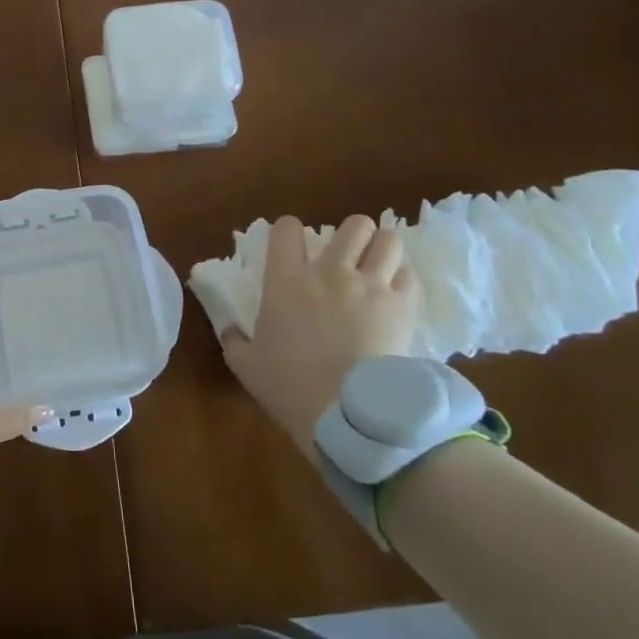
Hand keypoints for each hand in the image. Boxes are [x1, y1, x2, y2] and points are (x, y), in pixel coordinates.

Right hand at [220, 215, 421, 451]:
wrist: (344, 413)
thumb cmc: (289, 386)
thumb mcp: (246, 365)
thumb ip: (234, 340)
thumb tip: (229, 330)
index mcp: (286, 279)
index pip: (287, 228)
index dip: (290, 232)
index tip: (293, 248)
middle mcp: (330, 271)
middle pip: (352, 226)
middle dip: (352, 236)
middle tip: (347, 258)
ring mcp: (370, 286)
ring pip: (388, 241)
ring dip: (382, 251)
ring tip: (378, 269)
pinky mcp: (402, 307)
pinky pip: (409, 277)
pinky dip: (403, 282)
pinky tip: (395, 297)